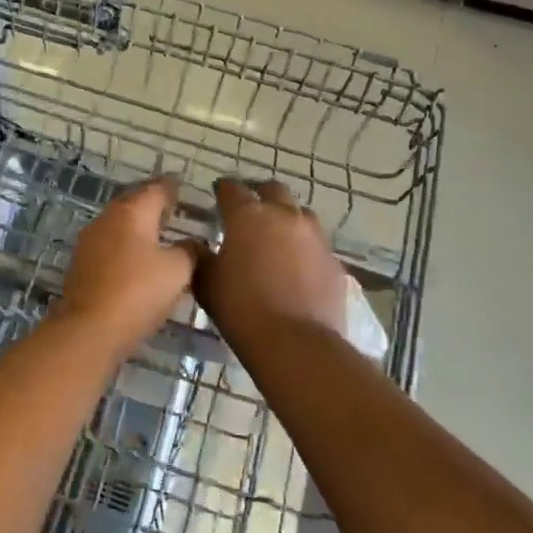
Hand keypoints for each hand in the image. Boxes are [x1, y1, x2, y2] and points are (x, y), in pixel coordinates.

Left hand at [55, 176, 204, 355]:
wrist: (88, 330)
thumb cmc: (138, 292)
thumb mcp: (177, 271)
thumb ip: (190, 251)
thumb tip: (194, 243)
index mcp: (132, 212)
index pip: (156, 188)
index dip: (172, 186)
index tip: (183, 184)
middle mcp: (107, 218)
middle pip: (134, 202)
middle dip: (153, 202)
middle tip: (173, 206)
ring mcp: (90, 241)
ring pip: (120, 223)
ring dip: (138, 224)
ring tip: (159, 232)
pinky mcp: (82, 264)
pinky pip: (110, 244)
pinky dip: (126, 244)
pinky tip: (138, 257)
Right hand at [194, 178, 349, 349]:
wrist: (296, 343)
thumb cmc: (241, 308)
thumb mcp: (206, 283)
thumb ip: (200, 257)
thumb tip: (198, 245)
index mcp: (248, 216)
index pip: (233, 189)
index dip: (223, 189)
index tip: (218, 193)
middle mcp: (284, 216)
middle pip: (273, 190)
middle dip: (259, 194)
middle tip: (249, 208)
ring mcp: (314, 236)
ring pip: (300, 213)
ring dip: (287, 217)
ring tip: (276, 234)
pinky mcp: (333, 260)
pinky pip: (316, 244)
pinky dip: (304, 247)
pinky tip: (297, 264)